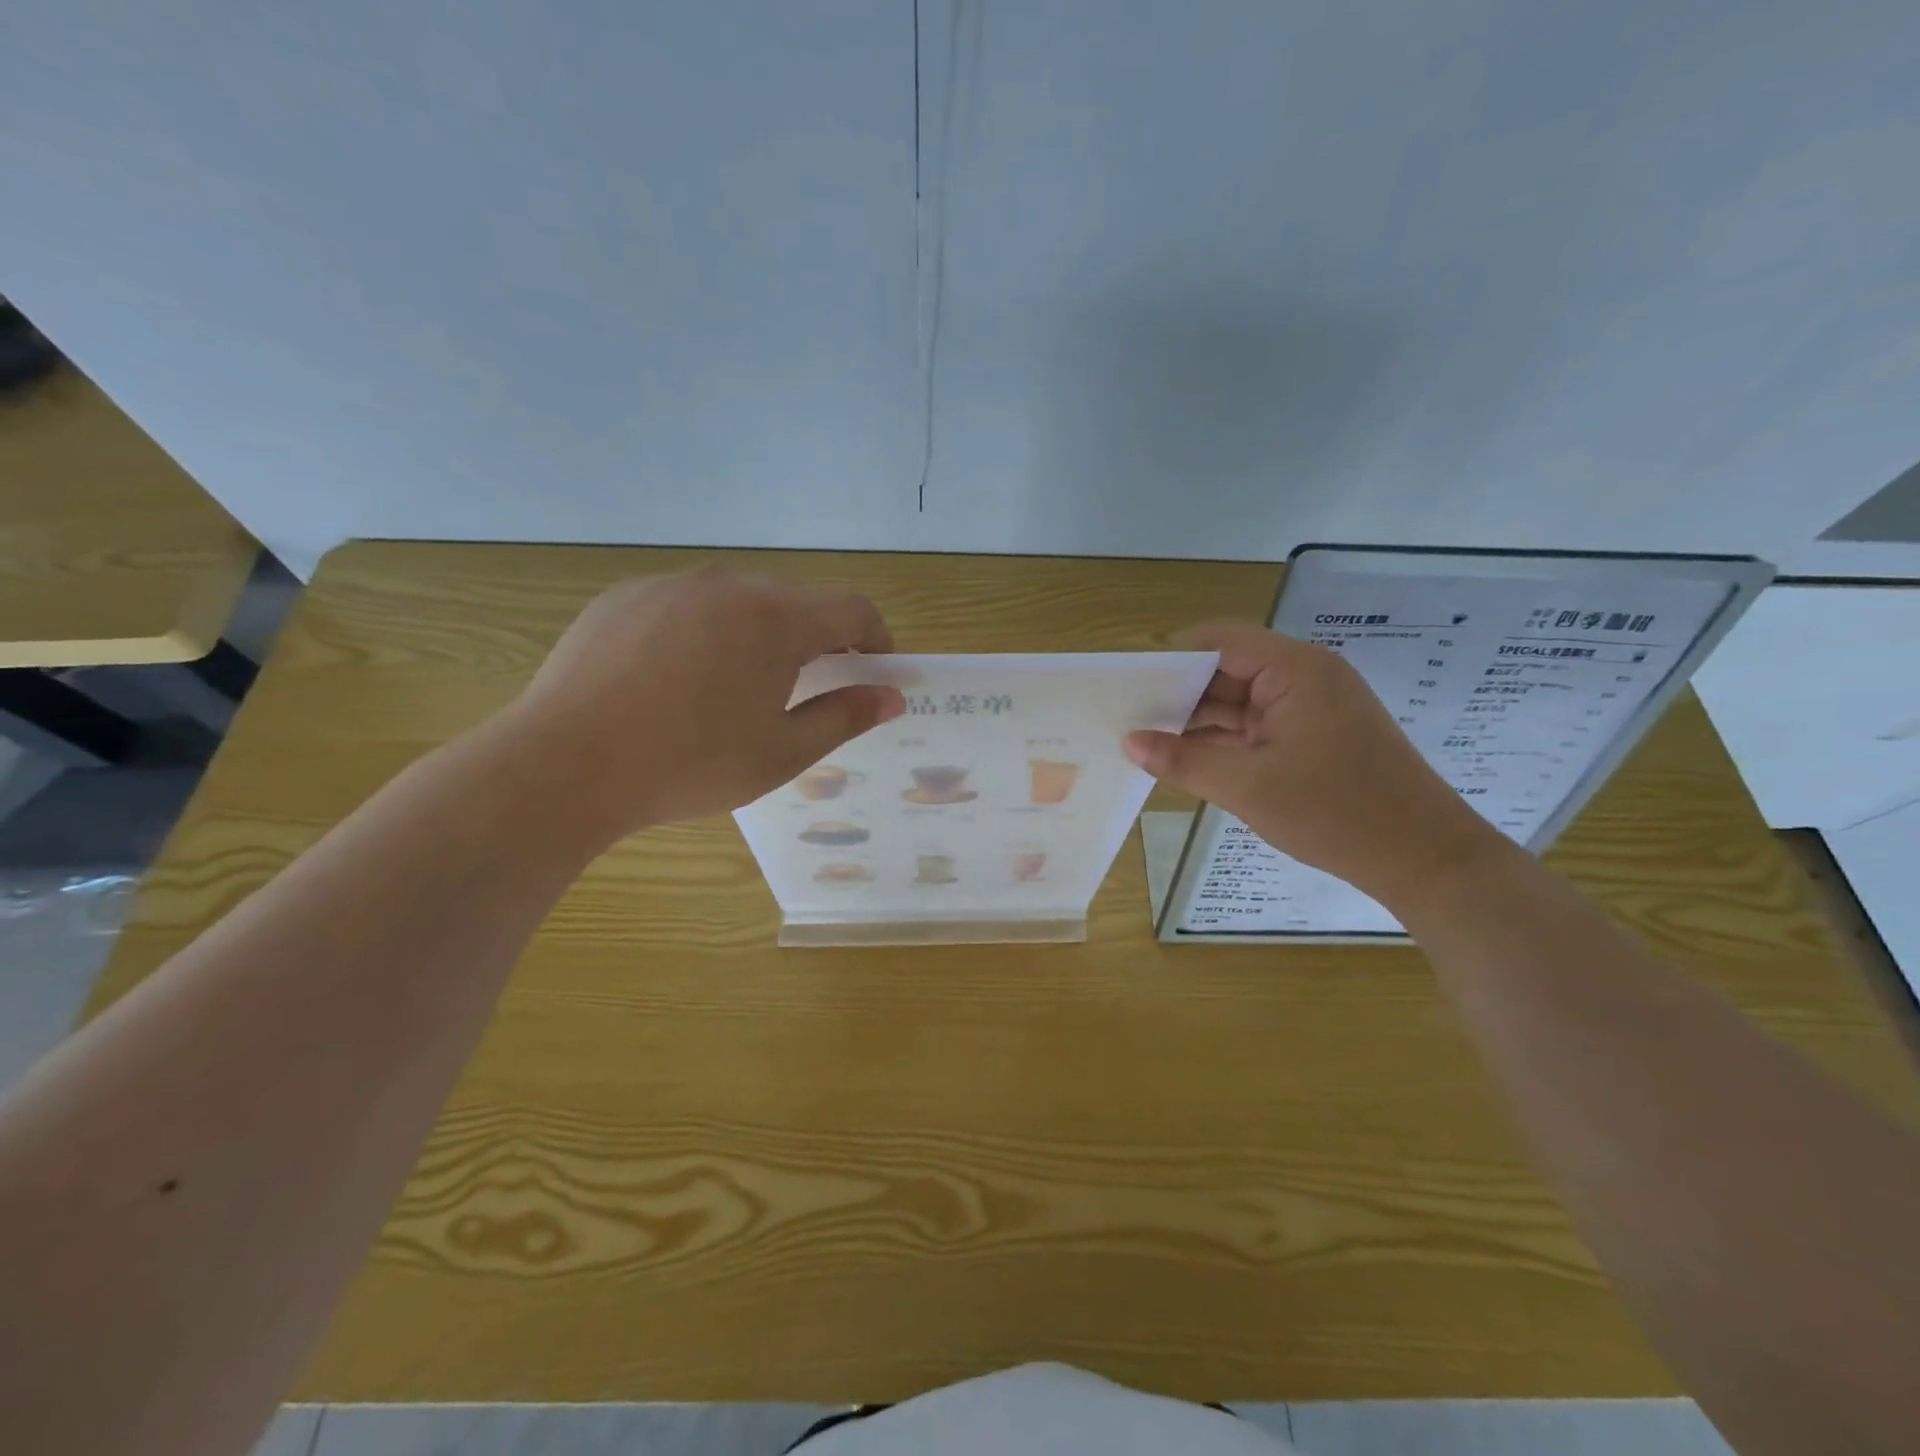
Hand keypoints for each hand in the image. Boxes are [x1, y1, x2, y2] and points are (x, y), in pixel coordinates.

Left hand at [502, 567, 903, 839]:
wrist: (564, 764)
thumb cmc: (689, 764)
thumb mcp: (782, 752)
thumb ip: (845, 716)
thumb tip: (891, 697)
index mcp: (776, 618)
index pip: (853, 609)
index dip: (877, 639)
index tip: (874, 674)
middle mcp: (729, 583)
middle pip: (798, 601)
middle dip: (818, 639)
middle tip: (809, 690)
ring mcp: (671, 584)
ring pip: (741, 599)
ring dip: (761, 634)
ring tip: (739, 688)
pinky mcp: (626, 596)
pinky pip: (689, 603)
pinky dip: (708, 631)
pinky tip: (680, 679)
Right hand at [1124, 622, 1503, 908]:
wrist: (1425, 858)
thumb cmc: (1335, 812)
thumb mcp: (1247, 786)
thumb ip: (1183, 760)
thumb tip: (1129, 742)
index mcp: (1295, 670)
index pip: (1220, 641)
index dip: (1173, 657)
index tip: (1130, 684)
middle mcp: (1305, 676)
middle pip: (1229, 668)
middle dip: (1181, 693)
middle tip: (1130, 717)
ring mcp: (1313, 706)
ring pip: (1241, 700)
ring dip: (1201, 719)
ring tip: (1148, 739)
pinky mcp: (1317, 734)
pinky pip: (1259, 724)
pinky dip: (1226, 738)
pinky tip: (1188, 757)